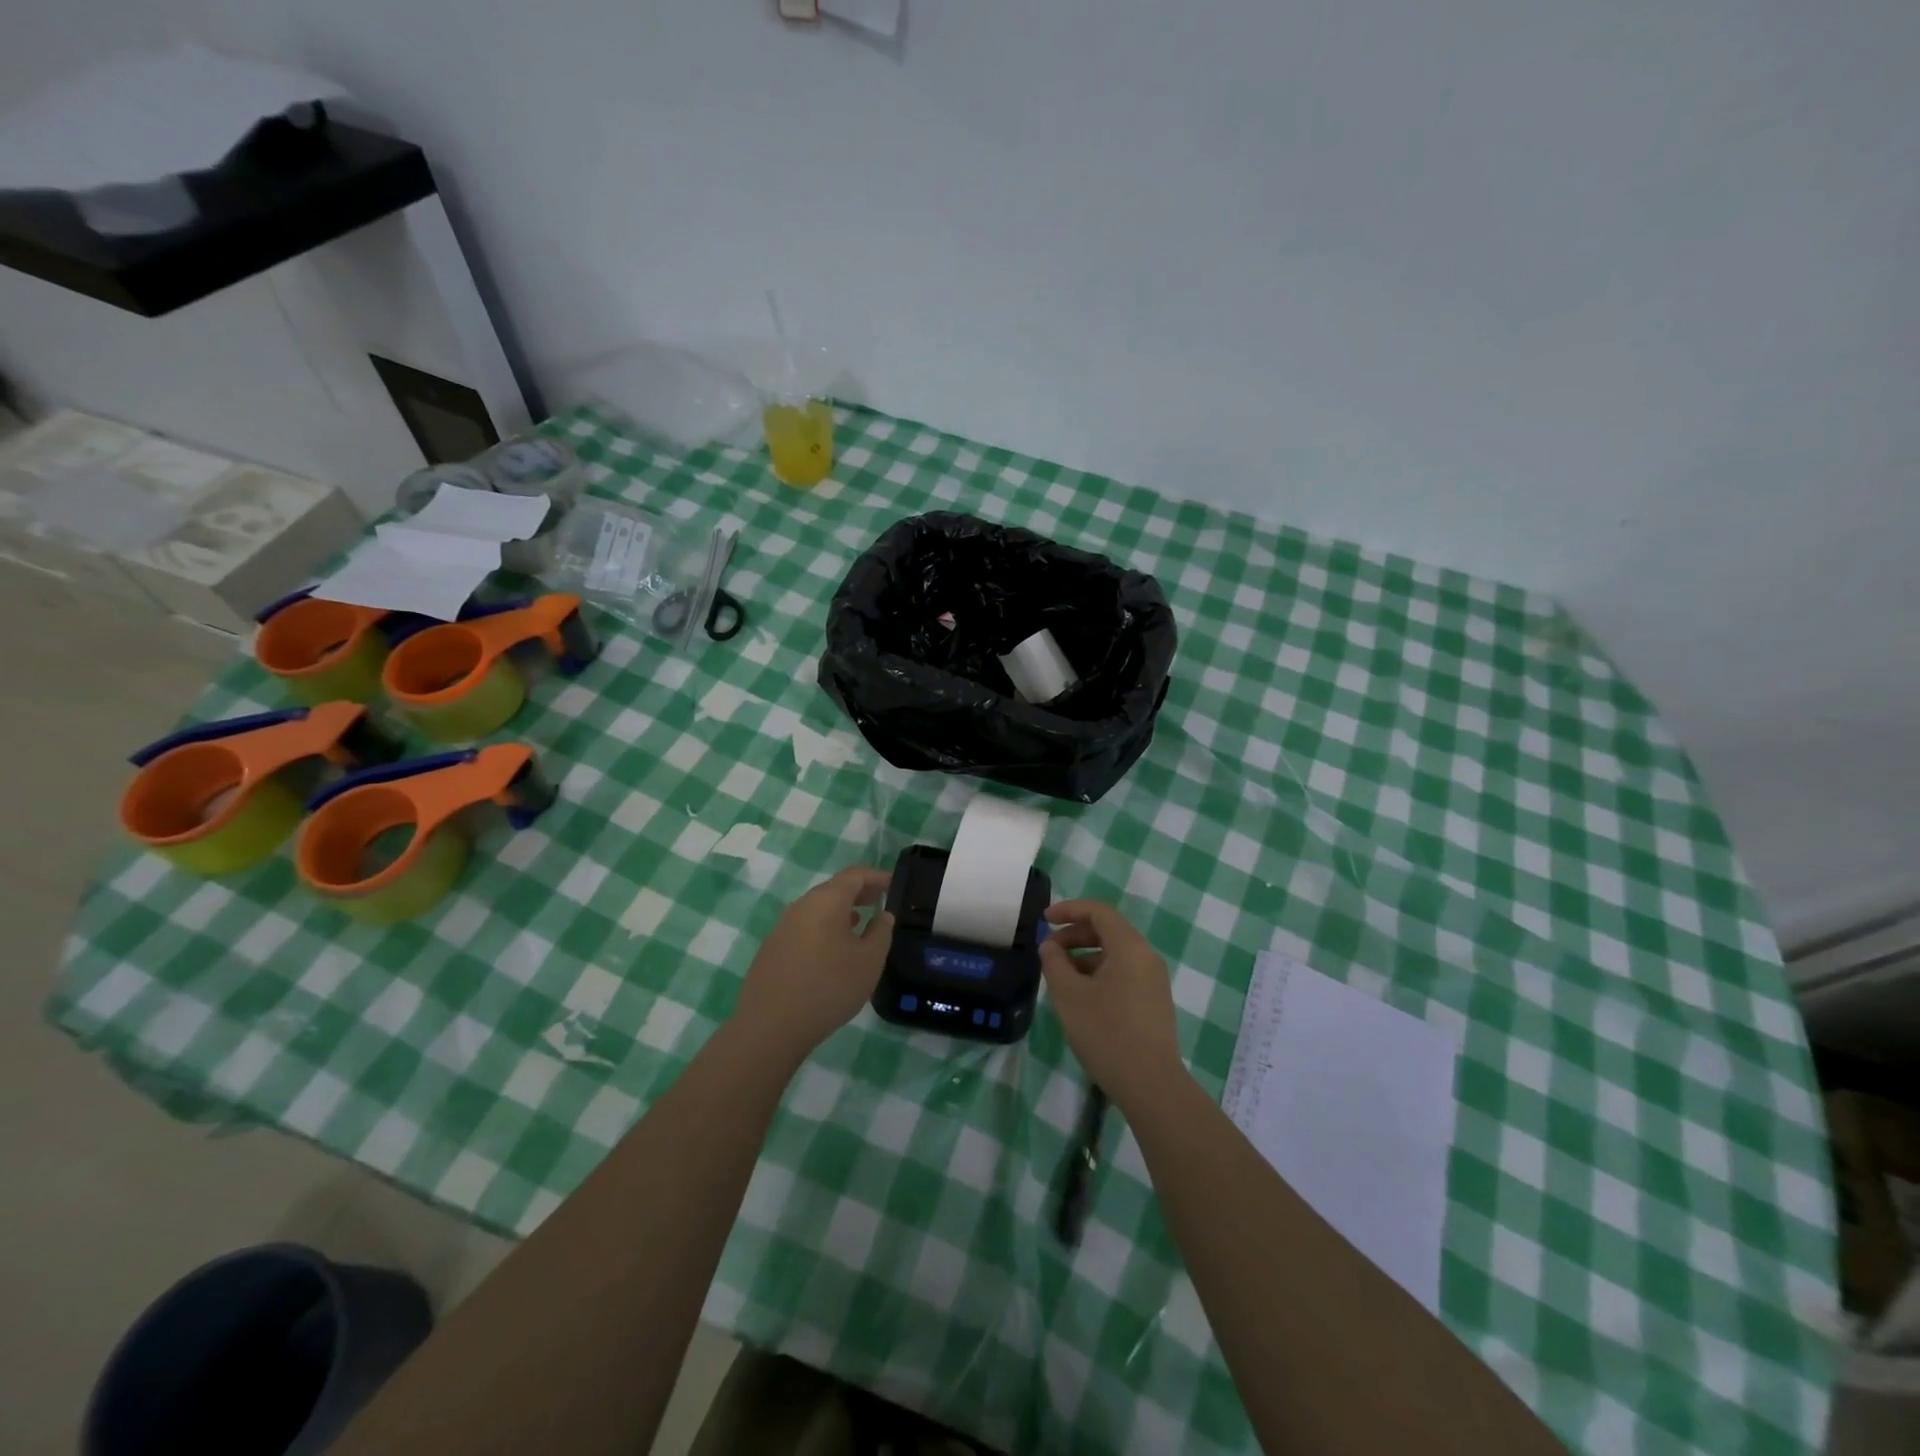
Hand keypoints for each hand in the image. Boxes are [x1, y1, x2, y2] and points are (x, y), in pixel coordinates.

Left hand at [732, 866, 894, 1061]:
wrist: (771, 1026)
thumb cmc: (829, 987)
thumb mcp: (869, 961)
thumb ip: (881, 932)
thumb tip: (883, 915)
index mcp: (826, 901)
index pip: (855, 875)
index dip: (877, 877)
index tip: (894, 884)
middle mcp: (801, 906)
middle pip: (834, 889)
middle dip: (859, 892)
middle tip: (880, 901)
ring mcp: (782, 927)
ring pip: (817, 909)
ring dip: (840, 912)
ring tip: (860, 924)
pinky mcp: (772, 949)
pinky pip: (805, 928)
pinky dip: (824, 928)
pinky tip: (832, 951)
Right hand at [1040, 899, 1186, 1111]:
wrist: (1151, 1085)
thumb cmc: (1106, 1033)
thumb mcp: (1069, 995)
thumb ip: (1054, 963)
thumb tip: (1050, 946)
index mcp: (1129, 947)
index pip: (1098, 911)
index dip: (1069, 909)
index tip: (1044, 919)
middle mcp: (1146, 957)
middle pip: (1108, 931)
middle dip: (1075, 935)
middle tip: (1048, 951)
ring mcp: (1154, 981)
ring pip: (1115, 954)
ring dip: (1085, 957)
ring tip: (1060, 978)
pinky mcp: (1155, 1002)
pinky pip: (1124, 973)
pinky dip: (1099, 974)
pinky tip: (1082, 998)